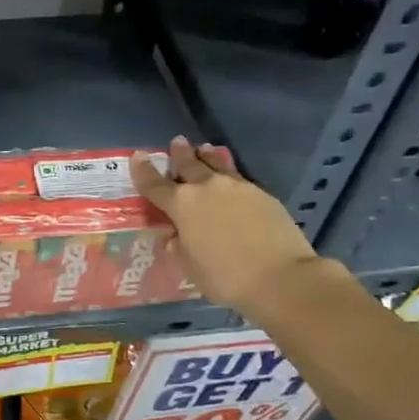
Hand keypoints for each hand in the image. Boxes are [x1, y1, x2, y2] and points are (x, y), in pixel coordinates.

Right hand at [129, 137, 318, 314]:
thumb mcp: (190, 267)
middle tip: (176, 142)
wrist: (280, 277)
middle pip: (189, 164)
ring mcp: (238, 188)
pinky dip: (229, 176)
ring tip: (204, 149)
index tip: (138, 156)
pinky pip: (239, 179)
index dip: (144, 171)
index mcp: (182, 205)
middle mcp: (208, 188)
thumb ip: (179, 247)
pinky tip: (231, 183)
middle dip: (180, 154)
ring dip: (207, 157)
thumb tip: (176, 237)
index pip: (155, 184)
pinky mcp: (263, 195)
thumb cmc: (225, 277)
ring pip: (217, 165)